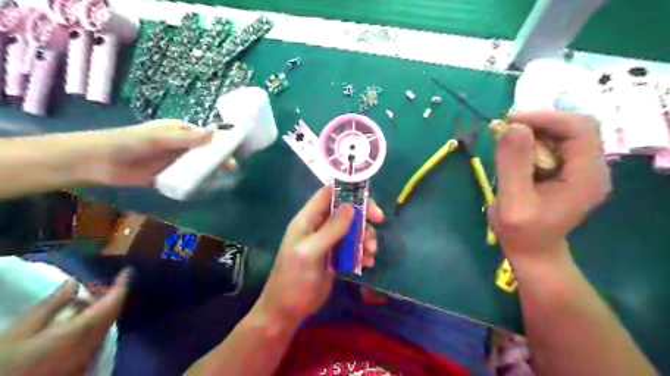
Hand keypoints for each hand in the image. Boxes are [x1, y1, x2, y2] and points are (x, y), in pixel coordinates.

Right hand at [0, 270, 129, 374]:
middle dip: (108, 296)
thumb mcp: (19, 332)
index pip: (113, 303)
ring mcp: (89, 357)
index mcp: (83, 330)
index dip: (122, 285)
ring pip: (105, 326)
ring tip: (79, 302)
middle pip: (112, 314)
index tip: (127, 271)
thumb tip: (73, 283)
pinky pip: (96, 338)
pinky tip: (73, 323)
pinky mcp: (82, 367)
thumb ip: (50, 306)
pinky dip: (92, 324)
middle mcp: (94, 343)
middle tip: (91, 286)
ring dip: (100, 310)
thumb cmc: (5, 365)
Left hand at [76, 119, 235, 185]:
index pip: (207, 136)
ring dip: (209, 171)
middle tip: (232, 169)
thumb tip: (217, 133)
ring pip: (197, 166)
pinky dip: (196, 182)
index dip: (222, 142)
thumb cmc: (131, 142)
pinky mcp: (168, 176)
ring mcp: (174, 161)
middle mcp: (180, 145)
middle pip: (205, 152)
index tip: (237, 151)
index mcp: (180, 131)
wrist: (99, 162)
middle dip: (219, 159)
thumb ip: (189, 138)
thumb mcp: (161, 138)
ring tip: (224, 179)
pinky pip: (187, 178)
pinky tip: (207, 187)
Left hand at [254, 186, 383, 323]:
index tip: (368, 196)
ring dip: (365, 236)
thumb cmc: (294, 279)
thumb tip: (351, 206)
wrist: (287, 310)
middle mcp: (319, 226)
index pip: (328, 194)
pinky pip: (353, 246)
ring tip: (370, 252)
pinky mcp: (335, 256)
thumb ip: (330, 230)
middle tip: (379, 221)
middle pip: (345, 210)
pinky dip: (362, 251)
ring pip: (352, 228)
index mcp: (308, 219)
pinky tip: (367, 263)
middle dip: (363, 214)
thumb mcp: (310, 252)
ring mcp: (328, 241)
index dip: (347, 189)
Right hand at [488, 112, 611, 260]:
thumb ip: (513, 166)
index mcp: (586, 176)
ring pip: (562, 134)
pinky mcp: (569, 172)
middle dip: (537, 124)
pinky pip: (554, 145)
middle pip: (572, 128)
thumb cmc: (521, 232)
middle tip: (504, 131)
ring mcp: (582, 170)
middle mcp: (592, 168)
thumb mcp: (513, 202)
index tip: (510, 122)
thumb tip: (512, 127)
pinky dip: (532, 143)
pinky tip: (515, 154)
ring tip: (505, 142)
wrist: (532, 250)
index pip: (579, 128)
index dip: (545, 118)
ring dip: (532, 133)